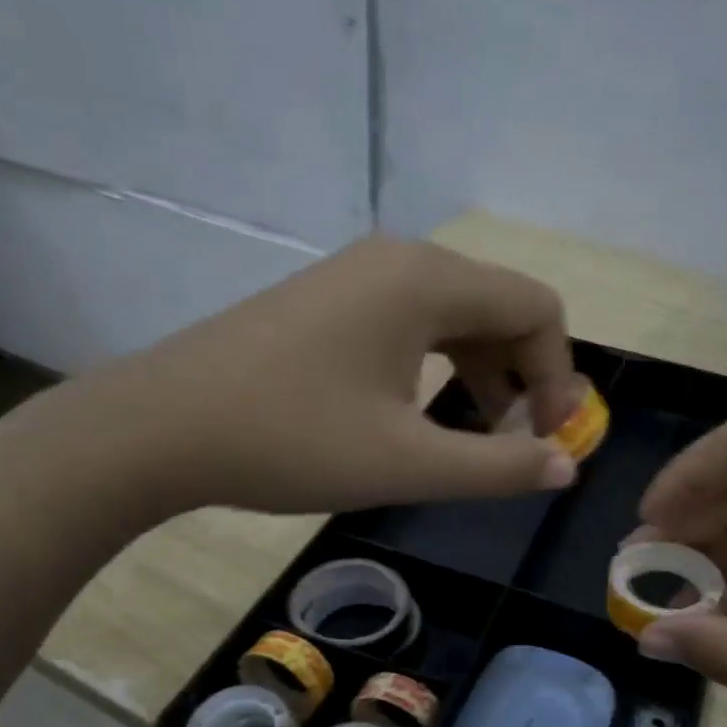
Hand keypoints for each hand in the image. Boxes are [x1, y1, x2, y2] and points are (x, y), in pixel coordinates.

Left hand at [21, 237, 581, 518]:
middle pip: (501, 306)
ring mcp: (360, 274)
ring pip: (458, 314)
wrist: (159, 428)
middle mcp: (401, 260)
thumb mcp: (407, 463)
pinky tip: (426, 411)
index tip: (546, 438)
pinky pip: (415, 320)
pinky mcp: (332, 298)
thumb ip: (499, 467)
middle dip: (525, 375)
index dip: (558, 376)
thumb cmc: (290, 440)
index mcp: (428, 281)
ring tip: (480, 436)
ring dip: (485, 371)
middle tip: (519, 442)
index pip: (536, 309)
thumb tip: (567, 465)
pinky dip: (441, 363)